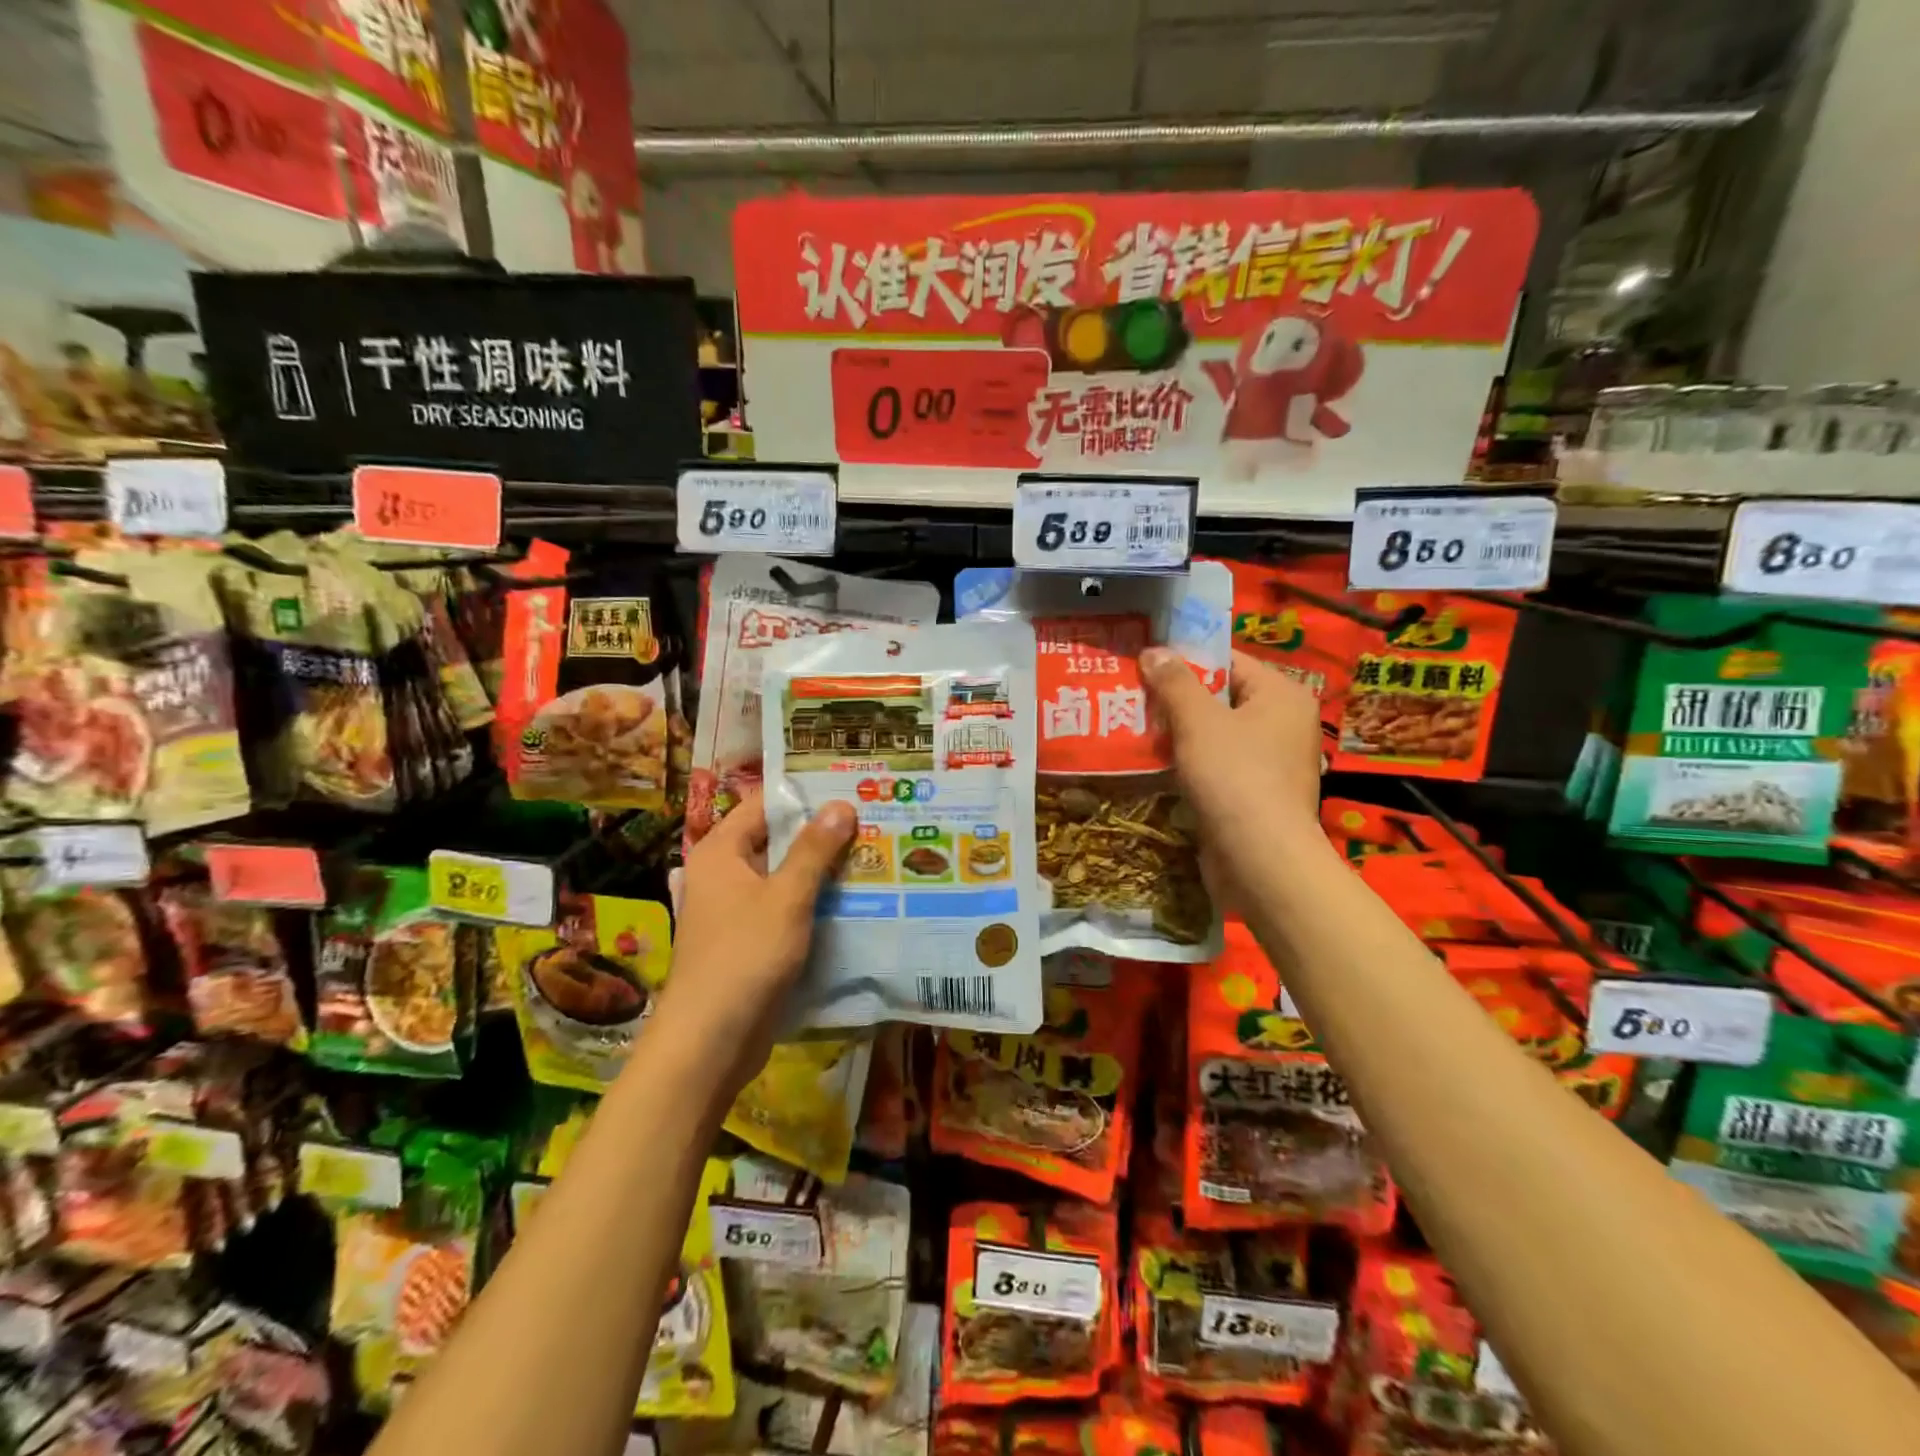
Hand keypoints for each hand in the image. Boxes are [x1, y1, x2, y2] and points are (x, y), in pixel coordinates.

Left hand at [646, 791, 855, 1099]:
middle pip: (777, 839)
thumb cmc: (744, 957)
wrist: (710, 1042)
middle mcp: (724, 873)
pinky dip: (814, 902)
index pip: (765, 804)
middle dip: (822, 833)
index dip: (806, 795)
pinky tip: (854, 900)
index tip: (851, 789)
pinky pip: (785, 907)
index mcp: (721, 851)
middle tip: (873, 821)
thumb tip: (841, 804)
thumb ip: (814, 850)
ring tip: (874, 854)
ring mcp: (736, 909)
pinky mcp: (750, 940)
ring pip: (785, 876)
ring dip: (822, 870)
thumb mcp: (786, 897)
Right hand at [1140, 648, 1325, 898]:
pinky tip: (1153, 765)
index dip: (1184, 660)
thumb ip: (1175, 683)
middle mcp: (1283, 723)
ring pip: (1215, 735)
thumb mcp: (1198, 721)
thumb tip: (1154, 651)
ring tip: (1132, 728)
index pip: (1228, 660)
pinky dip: (1188, 763)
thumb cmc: (1234, 777)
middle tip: (1130, 695)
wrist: (1260, 859)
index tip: (1144, 664)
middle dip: (1175, 699)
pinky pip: (1216, 766)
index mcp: (1281, 694)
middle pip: (1220, 697)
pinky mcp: (1255, 794)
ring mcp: (1272, 762)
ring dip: (1177, 734)